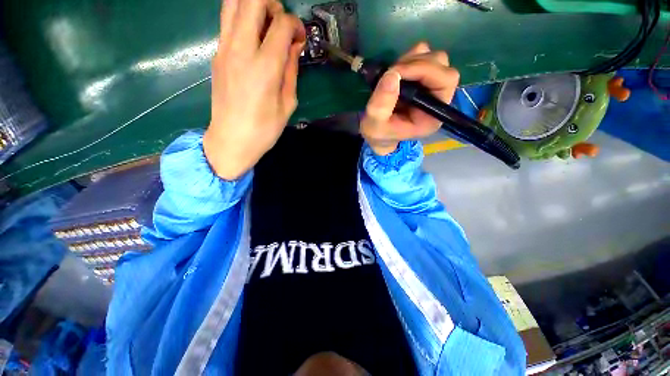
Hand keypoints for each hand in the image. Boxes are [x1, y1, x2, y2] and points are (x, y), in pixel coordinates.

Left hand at [203, 0, 305, 179]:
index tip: (299, 40)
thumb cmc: (265, 129)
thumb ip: (291, 70)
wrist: (231, 140)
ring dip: (253, 5)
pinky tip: (253, 39)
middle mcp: (241, 49)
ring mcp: (224, 49)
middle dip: (272, 4)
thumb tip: (294, 46)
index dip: (295, 25)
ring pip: (233, 3)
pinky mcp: (216, 54)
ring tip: (265, 26)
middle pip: (252, 0)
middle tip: (280, 25)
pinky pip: (227, 21)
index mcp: (264, 66)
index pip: (281, 23)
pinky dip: (242, 19)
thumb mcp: (288, 104)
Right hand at [361, 42, 459, 154]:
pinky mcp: (421, 78)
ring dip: (410, 61)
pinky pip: (423, 55)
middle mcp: (438, 98)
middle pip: (441, 65)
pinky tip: (395, 73)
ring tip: (391, 76)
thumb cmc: (379, 134)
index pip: (445, 81)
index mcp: (433, 114)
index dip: (424, 70)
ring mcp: (431, 86)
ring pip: (433, 58)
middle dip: (414, 64)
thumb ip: (381, 107)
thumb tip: (392, 75)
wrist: (378, 134)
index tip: (396, 72)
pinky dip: (407, 58)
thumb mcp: (375, 126)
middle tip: (390, 74)